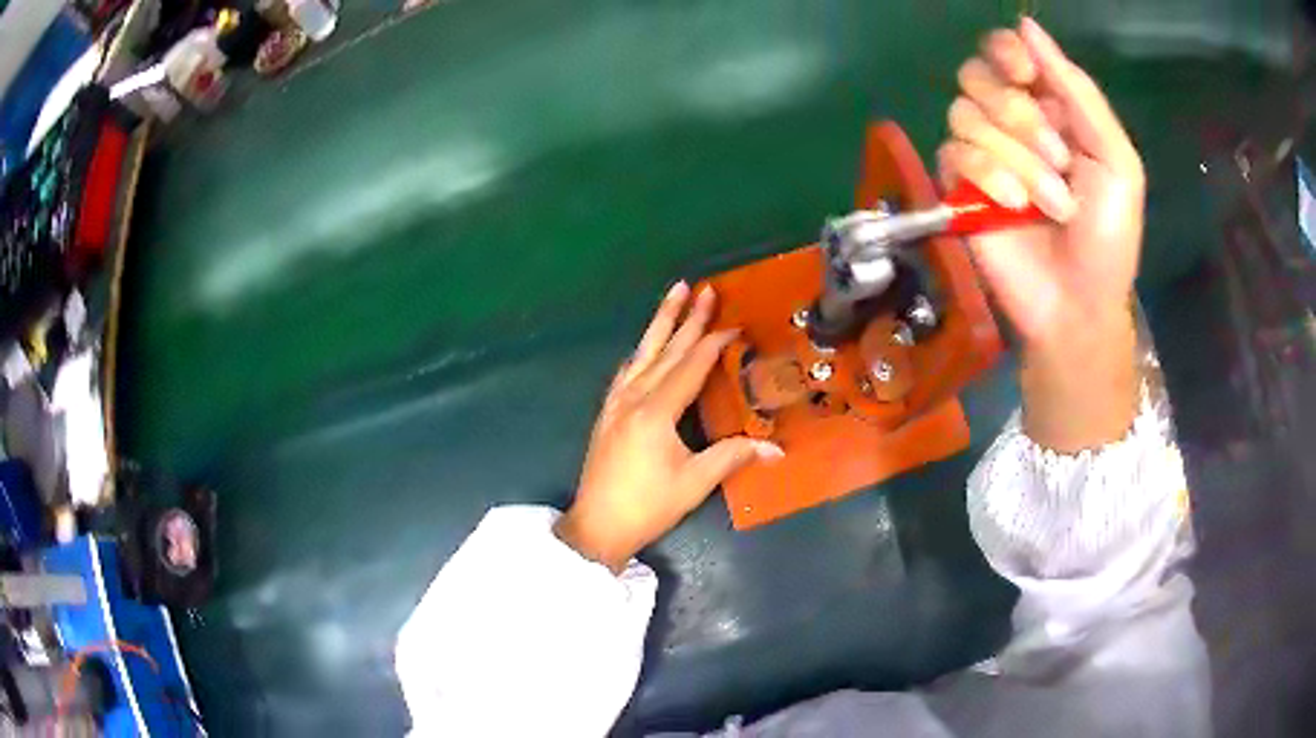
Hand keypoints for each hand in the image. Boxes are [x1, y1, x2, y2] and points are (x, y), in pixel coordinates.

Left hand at [555, 282, 782, 572]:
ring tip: (673, 295)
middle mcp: (633, 398)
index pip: (691, 366)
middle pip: (665, 350)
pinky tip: (645, 348)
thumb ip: (733, 457)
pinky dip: (642, 352)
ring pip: (642, 353)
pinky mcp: (607, 413)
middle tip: (702, 288)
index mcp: (655, 411)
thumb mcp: (694, 482)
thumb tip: (777, 449)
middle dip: (686, 318)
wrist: (597, 526)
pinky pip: (627, 371)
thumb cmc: (647, 506)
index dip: (714, 342)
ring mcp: (616, 403)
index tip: (735, 323)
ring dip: (659, 324)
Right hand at [938, 19, 1141, 450]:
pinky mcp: (958, 186)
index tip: (1025, 72)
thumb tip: (1027, 25)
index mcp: (1049, 107)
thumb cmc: (1109, 236)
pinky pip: (952, 152)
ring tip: (1048, 204)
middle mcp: (1010, 121)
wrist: (1078, 304)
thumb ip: (1080, 93)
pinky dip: (987, 177)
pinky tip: (1011, 209)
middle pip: (978, 75)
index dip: (1007, 52)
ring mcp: (982, 153)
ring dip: (1015, 159)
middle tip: (1058, 159)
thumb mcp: (1117, 161)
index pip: (1005, 51)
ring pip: (965, 114)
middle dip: (1019, 116)